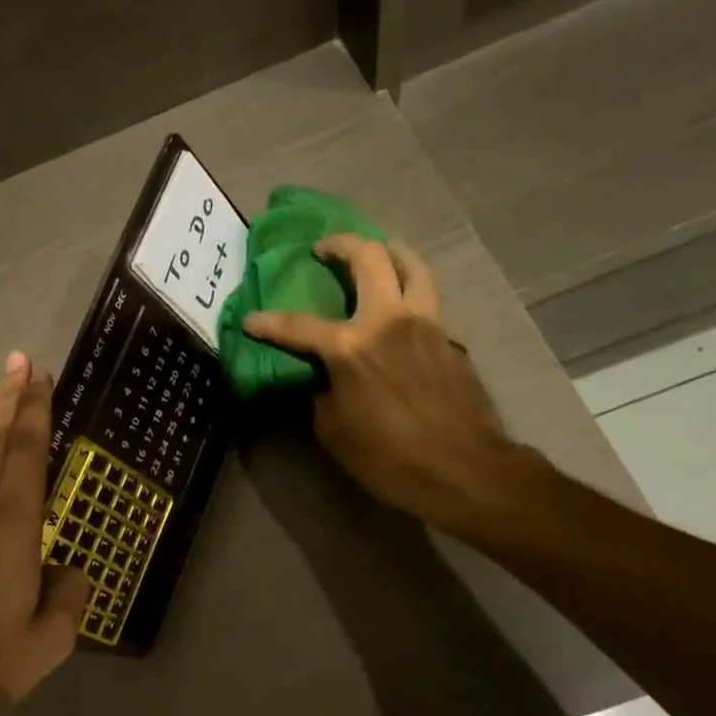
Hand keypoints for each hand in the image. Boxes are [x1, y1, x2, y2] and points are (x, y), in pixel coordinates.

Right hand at [242, 235, 532, 534]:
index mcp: (351, 347)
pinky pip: (428, 298)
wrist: (464, 470)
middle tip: (324, 248)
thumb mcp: (335, 432)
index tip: (251, 319)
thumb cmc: (390, 458)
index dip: (268, 323)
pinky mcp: (450, 337)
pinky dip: (411, 289)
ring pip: (412, 264)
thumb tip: (325, 376)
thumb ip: (324, 393)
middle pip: (369, 258)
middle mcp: (388, 321)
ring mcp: (426, 323)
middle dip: (341, 245)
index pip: (298, 326)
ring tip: (377, 253)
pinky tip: (402, 307)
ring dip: (389, 251)